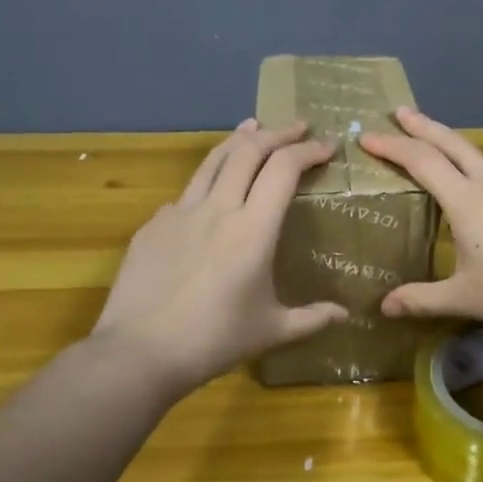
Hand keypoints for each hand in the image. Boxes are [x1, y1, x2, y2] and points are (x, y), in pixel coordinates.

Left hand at [88, 120, 346, 397]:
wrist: (138, 353)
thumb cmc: (213, 341)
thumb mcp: (271, 330)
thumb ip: (311, 318)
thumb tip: (344, 314)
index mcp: (253, 229)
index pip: (284, 168)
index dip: (308, 150)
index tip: (326, 146)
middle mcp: (218, 208)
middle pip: (249, 150)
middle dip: (278, 133)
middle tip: (298, 128)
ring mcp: (180, 212)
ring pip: (214, 159)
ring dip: (240, 139)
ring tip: (254, 127)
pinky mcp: (153, 225)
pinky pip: (187, 192)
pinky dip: (209, 178)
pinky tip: (211, 191)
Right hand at [358, 108, 482, 342]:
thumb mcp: (465, 299)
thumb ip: (421, 300)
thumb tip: (383, 307)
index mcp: (468, 201)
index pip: (421, 161)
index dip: (392, 146)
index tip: (368, 136)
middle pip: (454, 144)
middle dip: (424, 126)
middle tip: (403, 111)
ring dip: (472, 174)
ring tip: (472, 209)